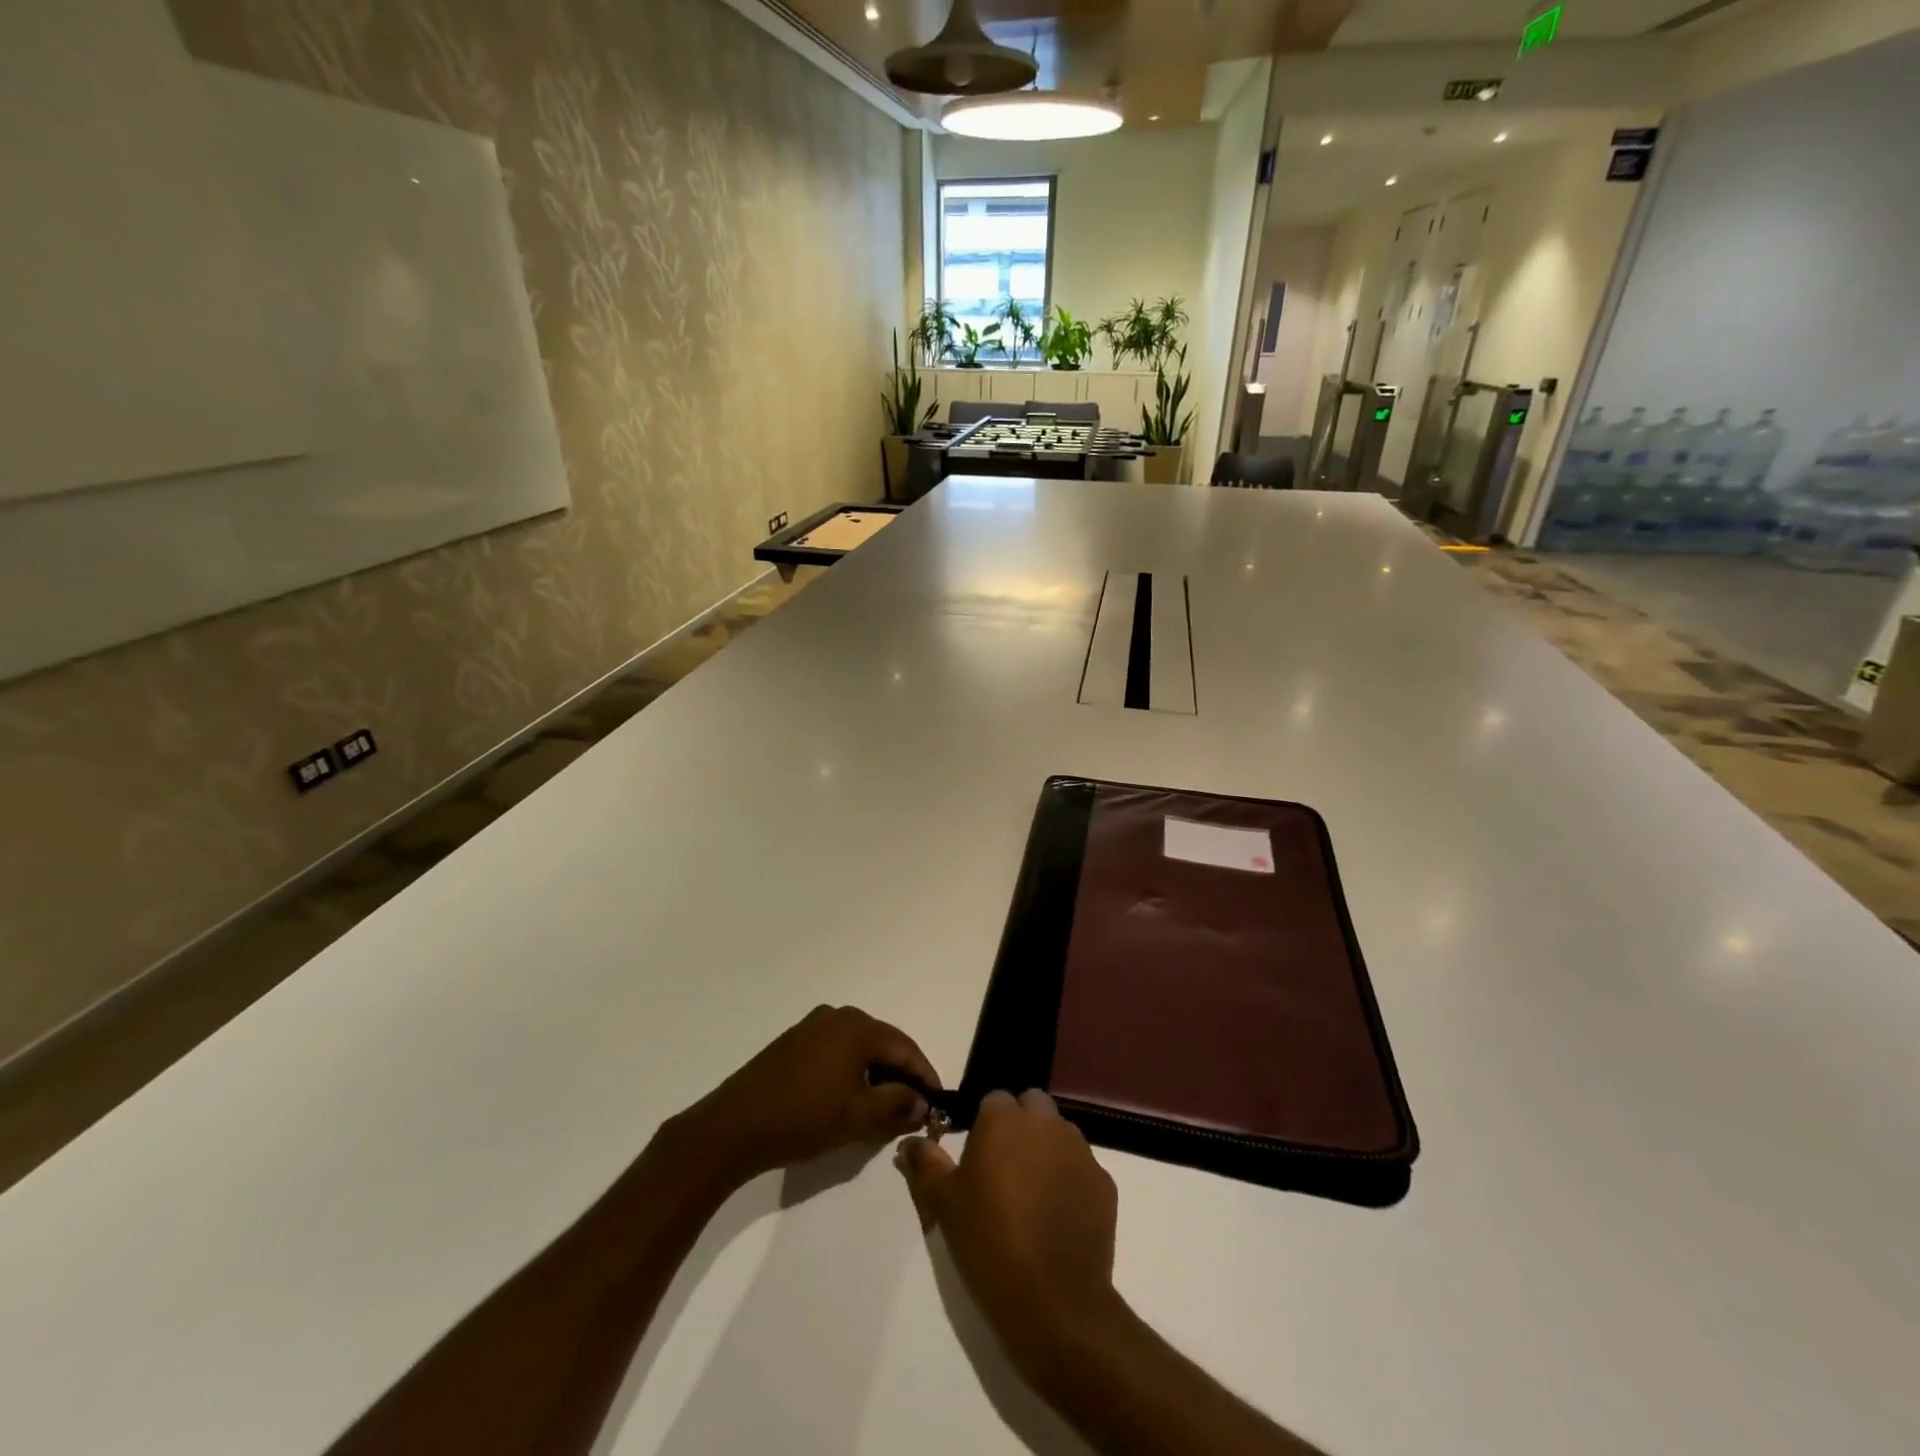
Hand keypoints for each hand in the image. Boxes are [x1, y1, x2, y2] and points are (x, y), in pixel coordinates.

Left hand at [671, 1005, 940, 1189]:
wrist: (733, 1126)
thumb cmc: (802, 1117)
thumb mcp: (857, 1117)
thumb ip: (897, 1105)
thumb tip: (922, 1102)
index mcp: (857, 1026)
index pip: (905, 1048)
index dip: (925, 1076)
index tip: (938, 1103)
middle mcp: (837, 1015)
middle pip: (883, 1044)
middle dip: (901, 1076)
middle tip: (914, 1109)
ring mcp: (813, 1025)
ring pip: (860, 1049)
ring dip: (876, 1075)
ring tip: (885, 1108)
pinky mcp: (794, 1041)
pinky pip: (837, 1051)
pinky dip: (852, 1072)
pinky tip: (850, 1098)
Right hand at [896, 1089, 1120, 1374]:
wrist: (1054, 1301)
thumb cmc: (989, 1243)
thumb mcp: (944, 1204)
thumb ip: (925, 1164)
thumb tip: (910, 1143)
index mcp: (1004, 1120)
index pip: (994, 1100)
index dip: (985, 1125)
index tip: (978, 1156)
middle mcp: (1045, 1123)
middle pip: (1032, 1106)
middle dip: (1020, 1126)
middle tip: (1004, 1169)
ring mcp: (1080, 1151)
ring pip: (1060, 1133)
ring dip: (1046, 1149)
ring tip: (1032, 1194)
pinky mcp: (1104, 1182)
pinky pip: (1082, 1168)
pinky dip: (1071, 1180)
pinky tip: (1058, 1216)